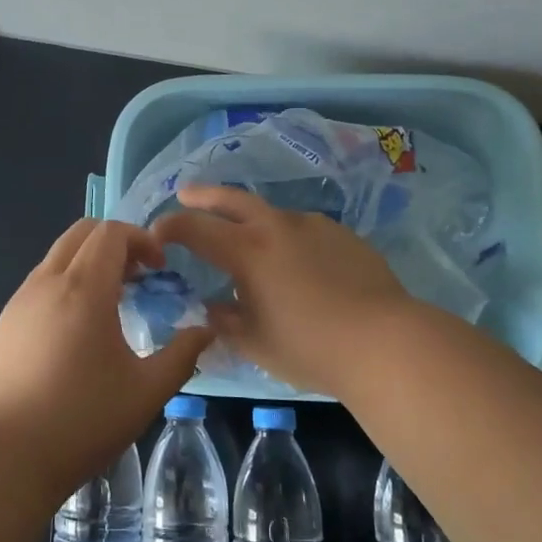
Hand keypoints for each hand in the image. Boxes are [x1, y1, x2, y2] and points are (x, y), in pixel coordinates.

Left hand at [0, 218, 211, 503]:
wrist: (1, 458)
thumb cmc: (80, 422)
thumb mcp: (145, 393)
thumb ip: (182, 356)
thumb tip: (205, 330)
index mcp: (83, 288)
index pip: (111, 232)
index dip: (142, 239)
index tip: (161, 269)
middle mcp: (47, 282)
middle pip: (82, 232)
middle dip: (116, 242)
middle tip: (140, 277)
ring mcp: (20, 300)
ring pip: (58, 255)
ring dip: (90, 262)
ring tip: (113, 303)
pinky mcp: (4, 322)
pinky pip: (41, 281)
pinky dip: (67, 282)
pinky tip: (78, 328)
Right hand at [150, 185, 423, 397]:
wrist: (385, 341)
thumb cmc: (310, 347)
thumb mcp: (255, 342)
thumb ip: (225, 321)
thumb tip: (210, 308)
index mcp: (247, 251)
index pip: (195, 228)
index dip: (170, 227)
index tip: (157, 233)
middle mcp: (276, 227)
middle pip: (232, 199)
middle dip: (204, 195)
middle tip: (187, 193)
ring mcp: (312, 226)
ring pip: (271, 214)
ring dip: (251, 220)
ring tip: (249, 241)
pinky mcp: (341, 234)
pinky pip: (303, 229)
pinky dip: (287, 238)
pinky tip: (298, 263)